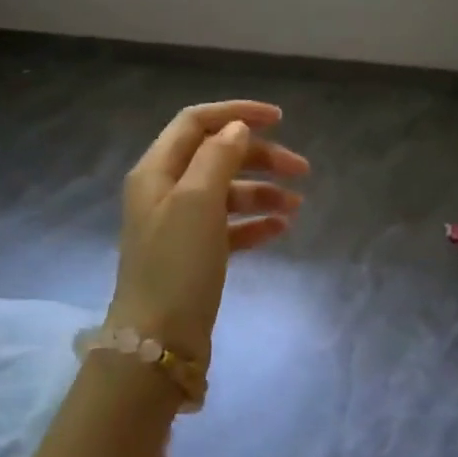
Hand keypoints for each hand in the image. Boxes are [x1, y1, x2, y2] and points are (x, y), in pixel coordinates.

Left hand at [106, 101, 309, 364]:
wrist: (158, 342)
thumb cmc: (176, 265)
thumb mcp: (197, 202)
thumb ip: (218, 158)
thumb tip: (237, 128)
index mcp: (156, 171)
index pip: (196, 123)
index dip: (236, 114)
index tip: (280, 120)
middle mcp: (164, 192)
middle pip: (216, 157)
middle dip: (259, 157)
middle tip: (301, 170)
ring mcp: (179, 226)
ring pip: (226, 193)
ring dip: (262, 192)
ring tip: (296, 206)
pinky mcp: (194, 256)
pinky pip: (228, 227)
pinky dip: (254, 223)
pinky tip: (280, 228)